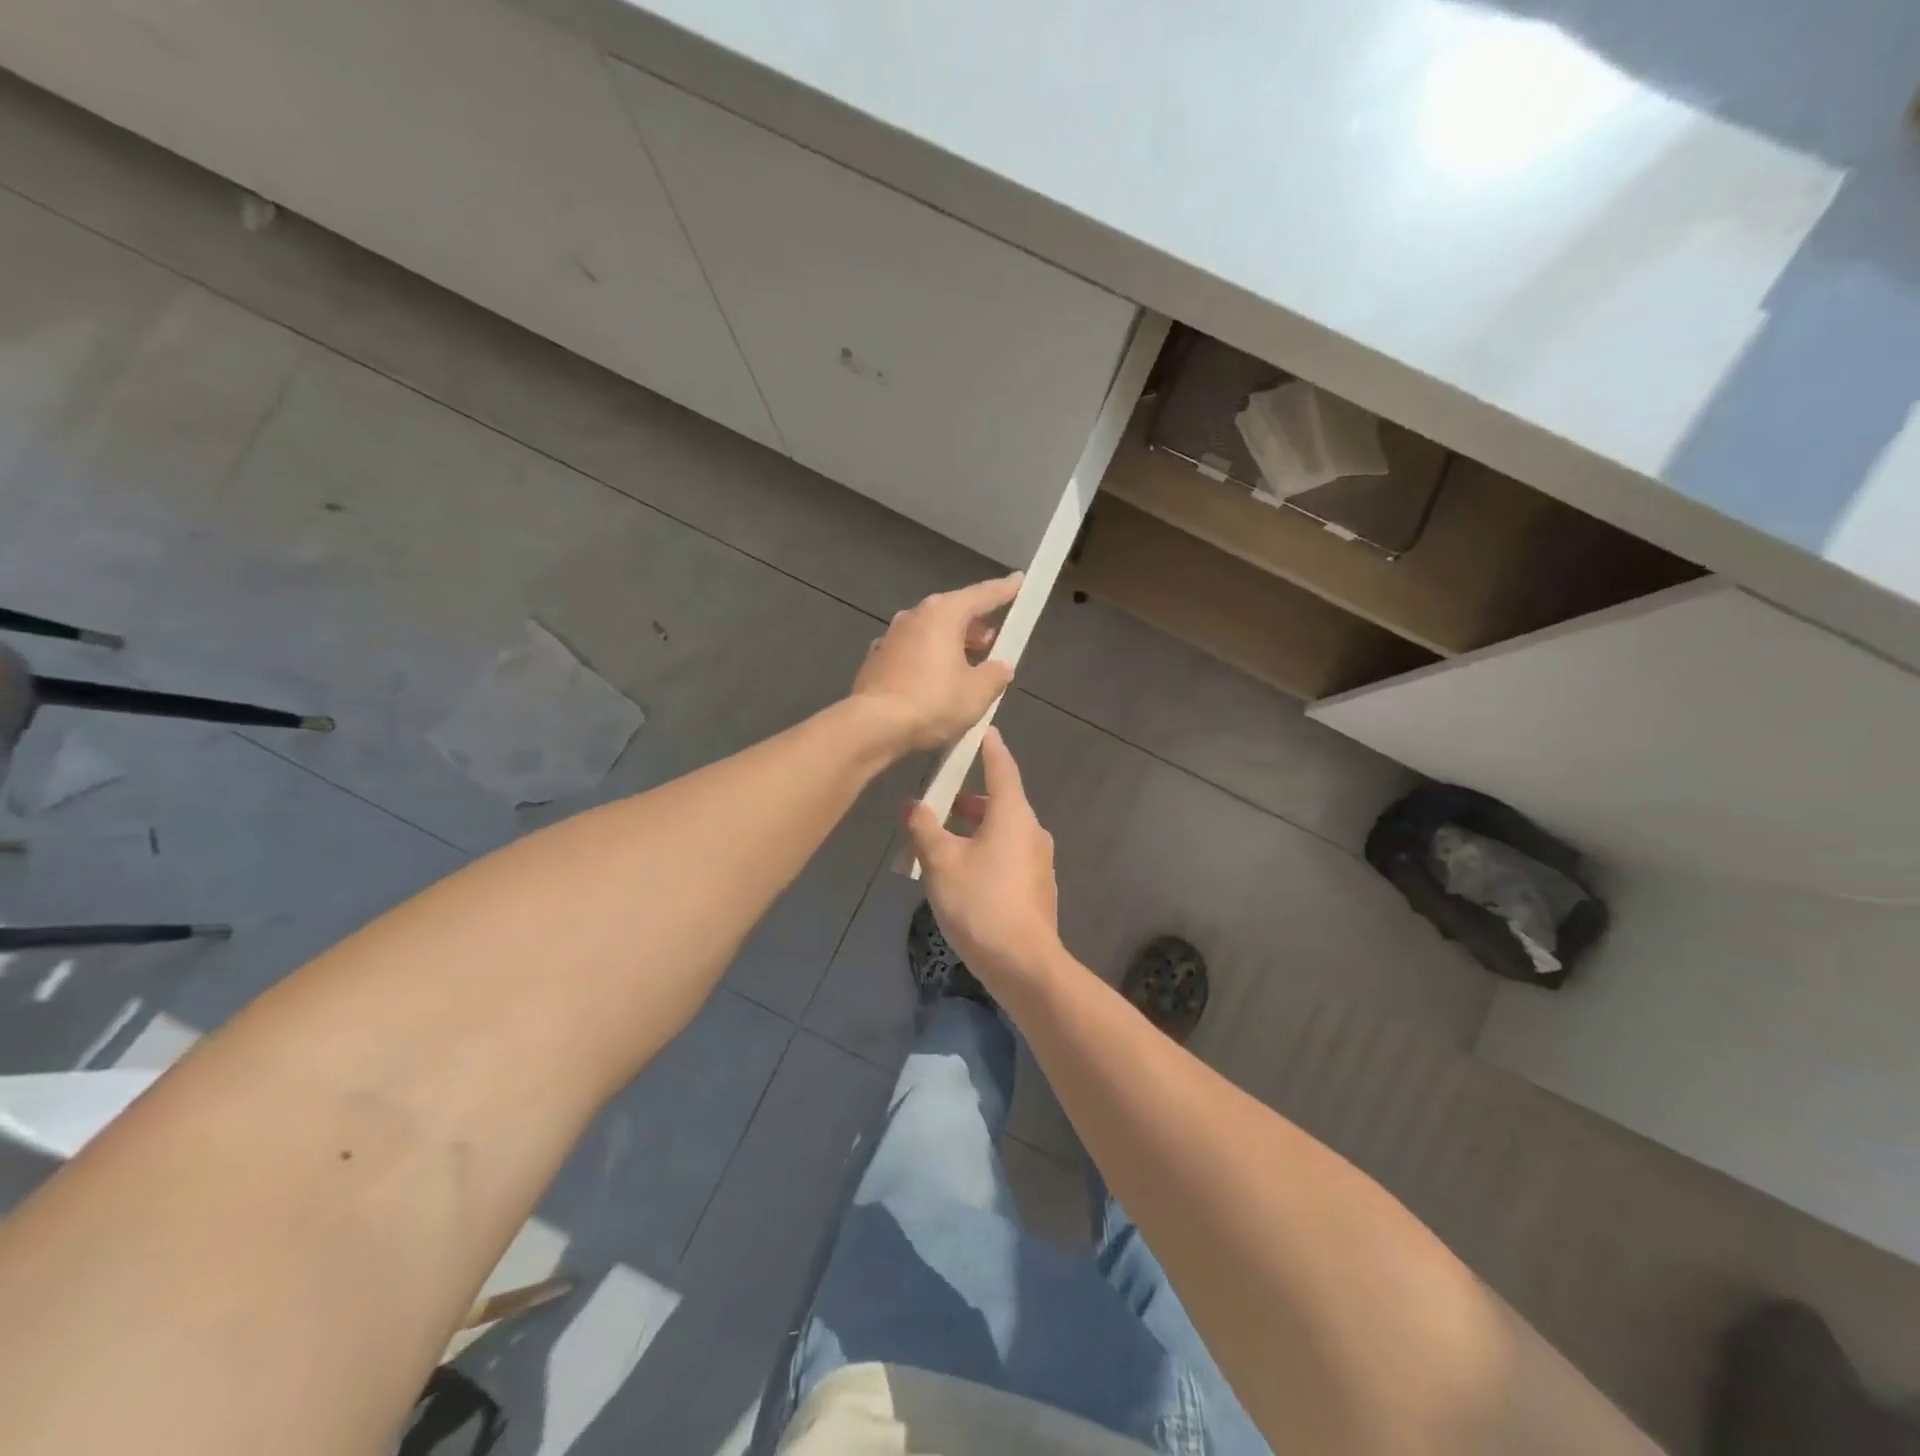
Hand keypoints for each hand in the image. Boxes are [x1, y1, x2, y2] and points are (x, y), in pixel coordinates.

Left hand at [851, 574, 1022, 750]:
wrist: (874, 726)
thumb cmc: (933, 702)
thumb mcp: (978, 692)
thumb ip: (995, 674)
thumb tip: (1001, 666)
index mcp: (943, 614)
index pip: (981, 595)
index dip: (1004, 590)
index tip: (1019, 580)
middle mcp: (914, 616)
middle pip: (953, 612)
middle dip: (976, 624)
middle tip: (993, 639)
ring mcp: (891, 637)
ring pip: (931, 632)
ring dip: (952, 643)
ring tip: (969, 664)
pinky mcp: (877, 660)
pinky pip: (913, 651)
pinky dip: (930, 659)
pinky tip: (936, 680)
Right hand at [907, 727, 1060, 986]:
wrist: (1023, 963)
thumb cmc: (980, 902)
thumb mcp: (940, 862)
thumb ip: (923, 828)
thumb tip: (910, 803)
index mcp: (1012, 814)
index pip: (1002, 767)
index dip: (989, 747)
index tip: (981, 729)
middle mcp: (1031, 830)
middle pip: (1001, 801)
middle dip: (970, 798)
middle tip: (941, 798)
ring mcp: (1038, 860)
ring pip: (1003, 831)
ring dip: (975, 829)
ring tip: (942, 840)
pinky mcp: (1037, 887)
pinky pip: (1008, 855)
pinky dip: (986, 851)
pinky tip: (962, 873)